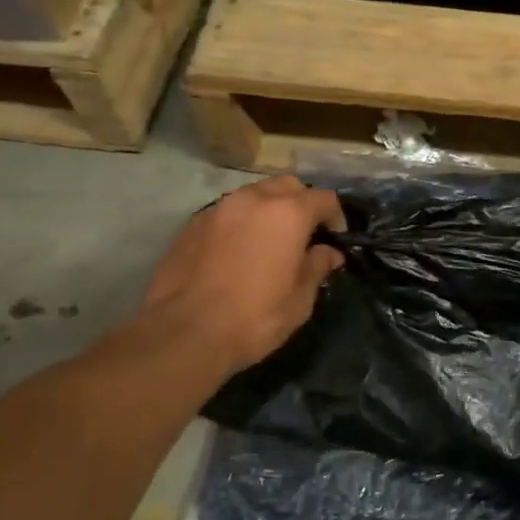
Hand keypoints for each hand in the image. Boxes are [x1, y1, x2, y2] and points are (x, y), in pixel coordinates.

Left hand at [130, 175, 345, 379]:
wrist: (183, 333)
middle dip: (302, 203)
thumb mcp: (299, 299)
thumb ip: (317, 267)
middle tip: (305, 234)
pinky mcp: (192, 224)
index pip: (324, 198)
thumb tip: (328, 252)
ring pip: (255, 194)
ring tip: (271, 241)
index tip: (335, 239)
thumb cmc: (254, 318)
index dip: (336, 217)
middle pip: (288, 186)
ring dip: (270, 209)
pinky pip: (228, 212)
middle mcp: (254, 200)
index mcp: (288, 213)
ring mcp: (219, 209)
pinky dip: (242, 222)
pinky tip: (239, 251)